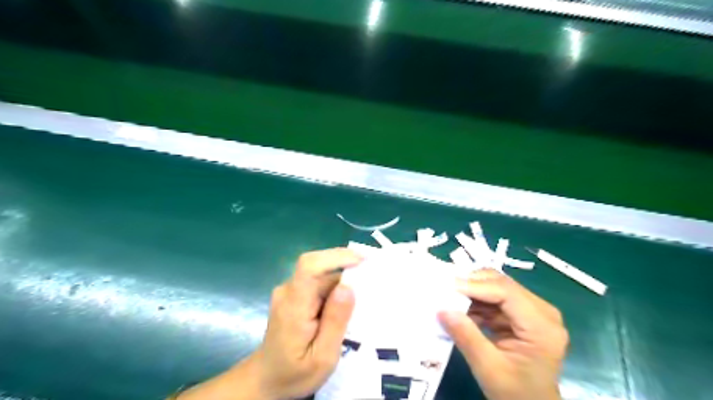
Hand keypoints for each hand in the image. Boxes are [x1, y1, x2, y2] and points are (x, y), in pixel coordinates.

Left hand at [178, 249, 362, 398]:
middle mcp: (288, 291)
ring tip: (359, 306)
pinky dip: (335, 290)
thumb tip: (348, 287)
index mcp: (293, 305)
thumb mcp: (322, 357)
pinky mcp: (293, 294)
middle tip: (372, 290)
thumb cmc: (294, 373)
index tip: (363, 261)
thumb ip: (335, 321)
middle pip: (321, 270)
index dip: (336, 257)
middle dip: (348, 274)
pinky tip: (343, 309)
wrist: (266, 380)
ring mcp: (289, 291)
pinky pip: (318, 283)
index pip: (309, 266)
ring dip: (343, 284)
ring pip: (322, 276)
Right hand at [435, 268, 568, 399]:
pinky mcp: (522, 315)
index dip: (475, 286)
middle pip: (503, 284)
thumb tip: (442, 309)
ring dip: (472, 292)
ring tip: (449, 297)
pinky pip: (495, 299)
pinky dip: (476, 302)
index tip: (447, 287)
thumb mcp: (488, 368)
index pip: (506, 292)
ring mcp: (533, 312)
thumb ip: (466, 336)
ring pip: (497, 287)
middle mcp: (542, 312)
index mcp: (542, 326)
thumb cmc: (515, 393)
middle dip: (472, 284)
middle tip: (445, 288)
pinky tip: (461, 310)